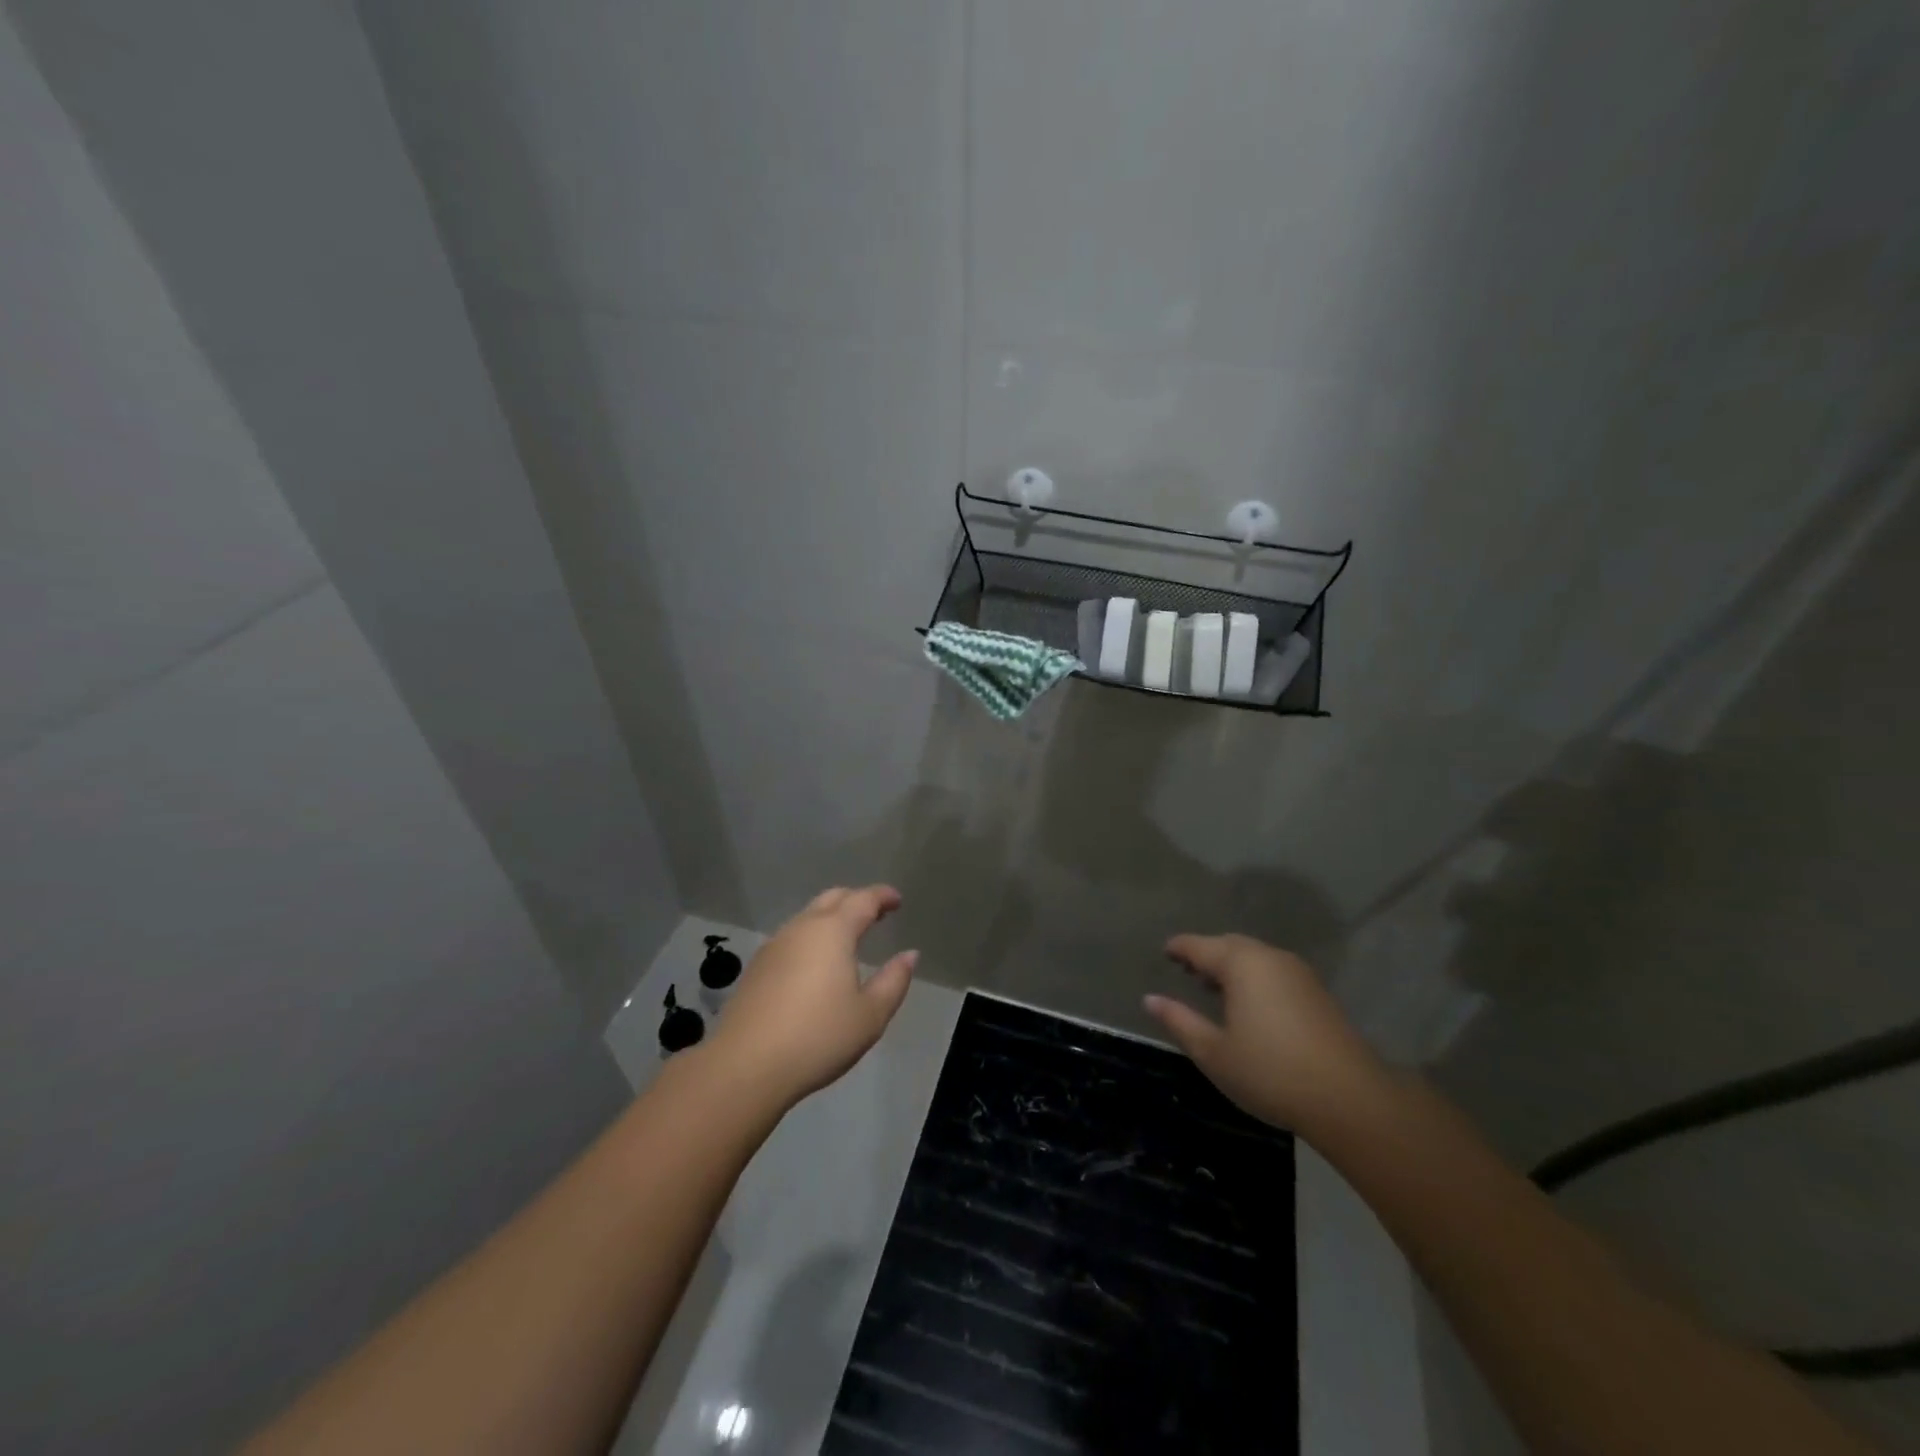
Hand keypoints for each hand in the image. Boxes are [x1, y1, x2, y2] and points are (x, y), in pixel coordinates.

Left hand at [707, 886, 918, 1107]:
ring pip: (808, 916)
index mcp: (833, 932)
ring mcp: (774, 945)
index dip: (883, 896)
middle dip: (856, 899)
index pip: (863, 899)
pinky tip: (816, 962)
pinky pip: (792, 937)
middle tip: (876, 913)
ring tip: (849, 936)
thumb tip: (909, 955)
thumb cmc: (818, 1037)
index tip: (897, 900)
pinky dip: (811, 936)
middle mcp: (802, 928)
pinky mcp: (757, 967)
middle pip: (832, 898)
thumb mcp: (870, 1015)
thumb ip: (893, 981)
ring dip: (831, 917)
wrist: (745, 1066)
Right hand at [1145, 934, 1385, 1132]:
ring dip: (1232, 966)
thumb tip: (1150, 999)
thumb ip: (1179, 1021)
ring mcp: (1298, 973)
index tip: (1164, 952)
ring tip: (1214, 988)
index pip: (1199, 946)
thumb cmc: (1270, 1072)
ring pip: (1255, 957)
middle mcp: (1269, 957)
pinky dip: (1254, 977)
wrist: (1350, 1099)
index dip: (1179, 948)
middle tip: (1187, 971)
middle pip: (1229, 945)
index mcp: (1241, 963)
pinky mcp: (1317, 993)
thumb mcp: (1213, 1052)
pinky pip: (1274, 971)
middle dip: (1206, 954)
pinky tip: (1249, 1004)